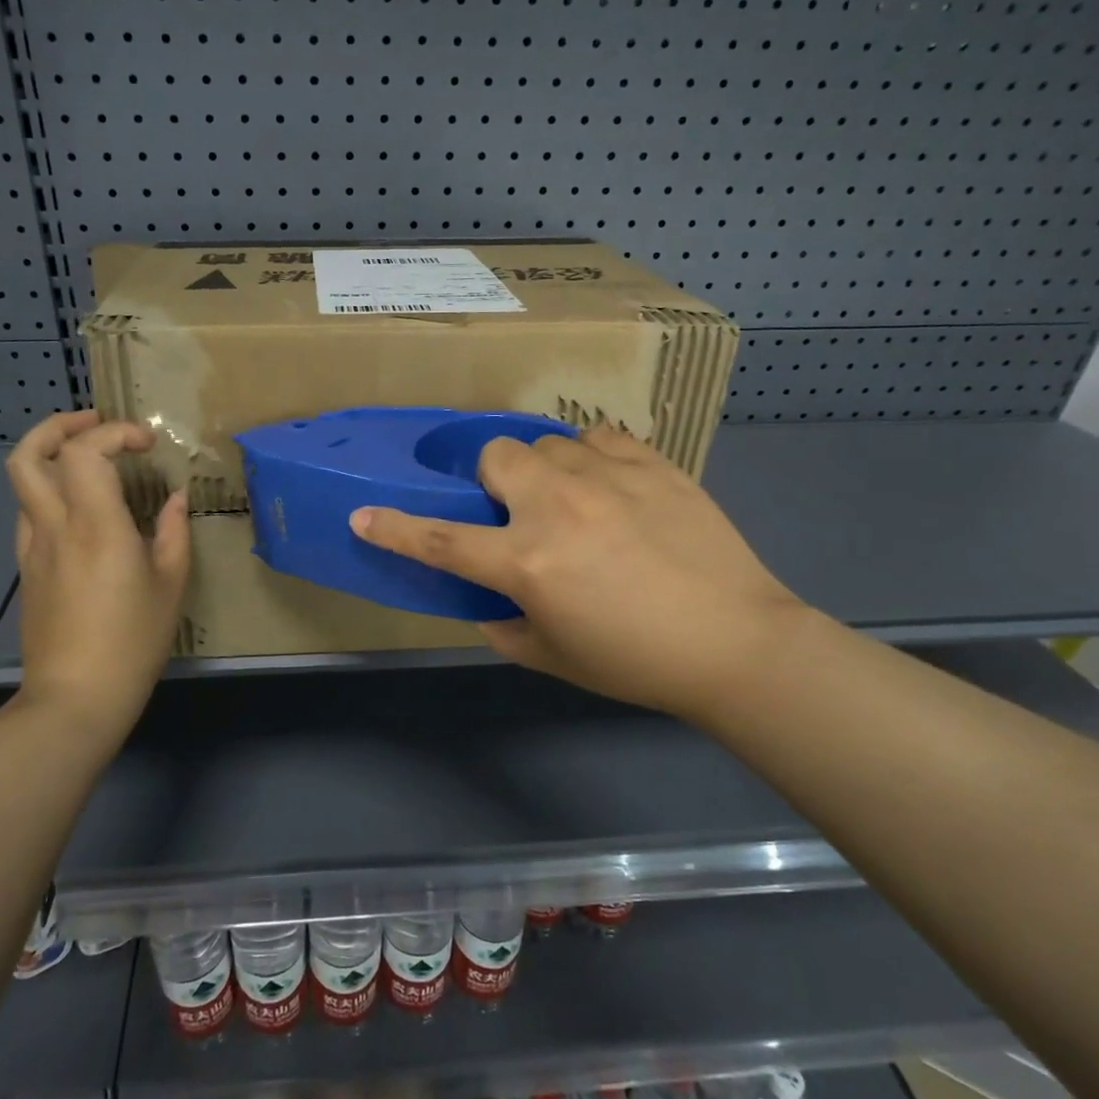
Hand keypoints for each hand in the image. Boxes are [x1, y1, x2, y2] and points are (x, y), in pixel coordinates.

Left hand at [5, 411, 189, 749]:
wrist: (76, 697)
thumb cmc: (133, 641)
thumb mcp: (170, 585)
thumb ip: (173, 532)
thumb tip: (174, 499)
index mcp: (96, 526)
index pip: (86, 452)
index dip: (115, 434)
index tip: (146, 445)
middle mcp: (55, 527)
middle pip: (28, 455)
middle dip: (58, 426)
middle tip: (95, 424)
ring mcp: (33, 548)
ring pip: (22, 483)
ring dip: (50, 457)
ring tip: (88, 460)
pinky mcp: (26, 570)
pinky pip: (29, 514)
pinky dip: (51, 494)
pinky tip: (82, 511)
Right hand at [351, 428, 810, 720]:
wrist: (735, 643)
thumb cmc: (635, 662)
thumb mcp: (551, 656)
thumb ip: (503, 625)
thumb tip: (488, 599)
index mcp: (527, 562)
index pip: (440, 540)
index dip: (394, 528)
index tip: (363, 514)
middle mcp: (557, 506)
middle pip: (496, 456)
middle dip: (492, 479)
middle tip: (517, 510)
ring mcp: (607, 477)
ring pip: (548, 442)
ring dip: (545, 469)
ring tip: (573, 498)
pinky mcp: (652, 463)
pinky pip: (600, 436)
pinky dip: (591, 456)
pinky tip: (610, 483)